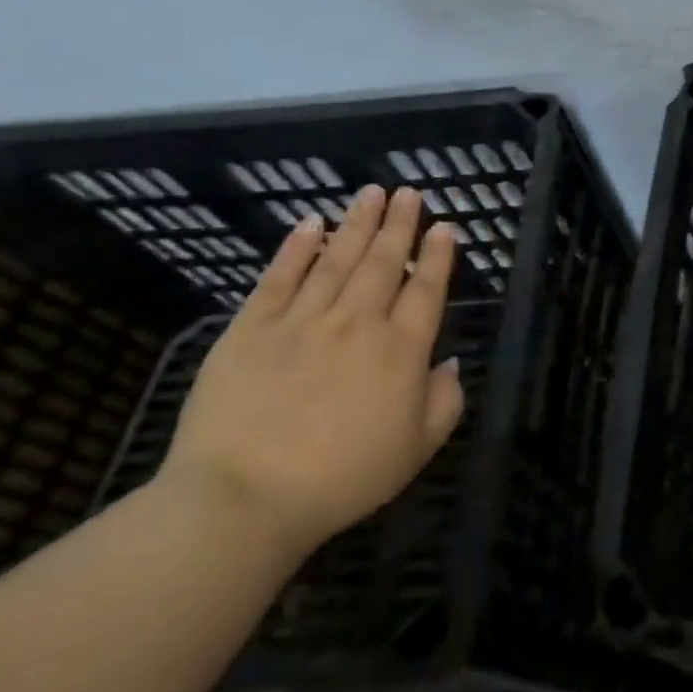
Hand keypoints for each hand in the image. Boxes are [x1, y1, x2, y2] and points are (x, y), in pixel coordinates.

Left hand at [157, 186, 464, 557]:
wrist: (243, 499)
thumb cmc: (343, 477)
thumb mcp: (417, 449)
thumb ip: (445, 401)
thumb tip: (448, 364)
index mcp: (401, 350)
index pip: (426, 290)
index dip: (438, 256)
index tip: (445, 227)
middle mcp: (358, 323)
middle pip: (383, 262)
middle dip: (399, 224)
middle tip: (408, 192)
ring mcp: (302, 322)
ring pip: (336, 260)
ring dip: (356, 224)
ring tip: (371, 193)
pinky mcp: (251, 330)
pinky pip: (279, 279)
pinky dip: (296, 249)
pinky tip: (310, 225)